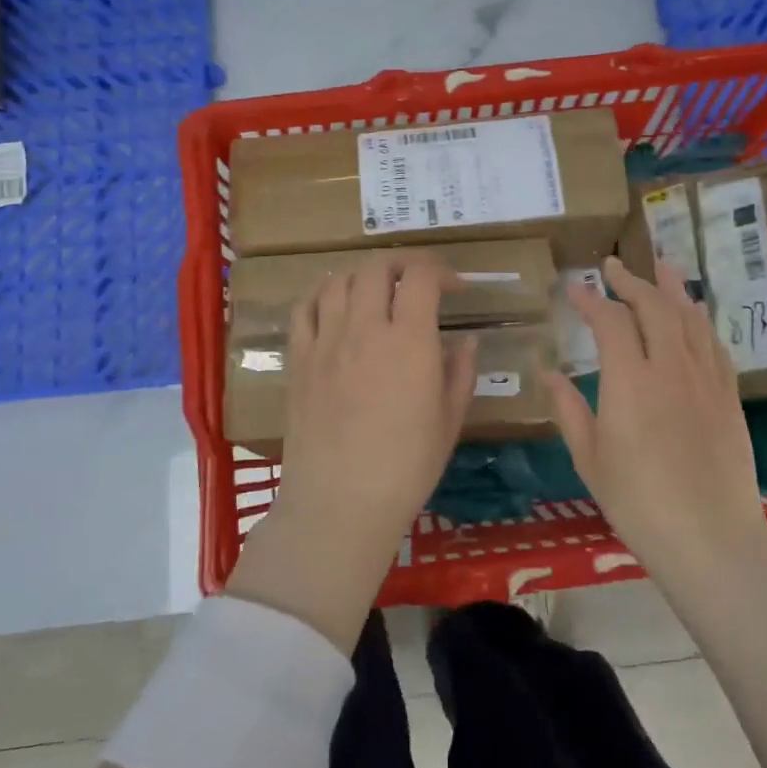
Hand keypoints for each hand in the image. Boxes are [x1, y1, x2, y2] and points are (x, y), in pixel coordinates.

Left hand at [227, 251, 475, 648]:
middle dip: (402, 265)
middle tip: (417, 283)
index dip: (441, 271)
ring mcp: (326, 341)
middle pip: (377, 268)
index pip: (421, 277)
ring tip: (376, 292)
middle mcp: (365, 328)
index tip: (454, 288)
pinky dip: (320, 295)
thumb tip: (467, 341)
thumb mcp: (449, 422)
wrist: (339, 503)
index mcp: (410, 341)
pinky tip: (332, 306)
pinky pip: (303, 309)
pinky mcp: (299, 359)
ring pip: (338, 280)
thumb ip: (460, 373)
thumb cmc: (406, 468)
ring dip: (362, 276)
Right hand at [542, 256, 766, 574]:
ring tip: (659, 266)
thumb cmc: (638, 503)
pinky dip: (698, 320)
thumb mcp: (590, 458)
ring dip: (671, 288)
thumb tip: (547, 371)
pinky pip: (713, 344)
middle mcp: (670, 368)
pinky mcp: (728, 396)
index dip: (591, 300)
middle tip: (612, 266)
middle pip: (654, 307)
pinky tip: (693, 315)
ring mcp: (705, 379)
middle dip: (630, 281)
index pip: (610, 322)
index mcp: (630, 381)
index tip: (574, 288)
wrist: (710, 539)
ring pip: (689, 318)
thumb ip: (567, 408)